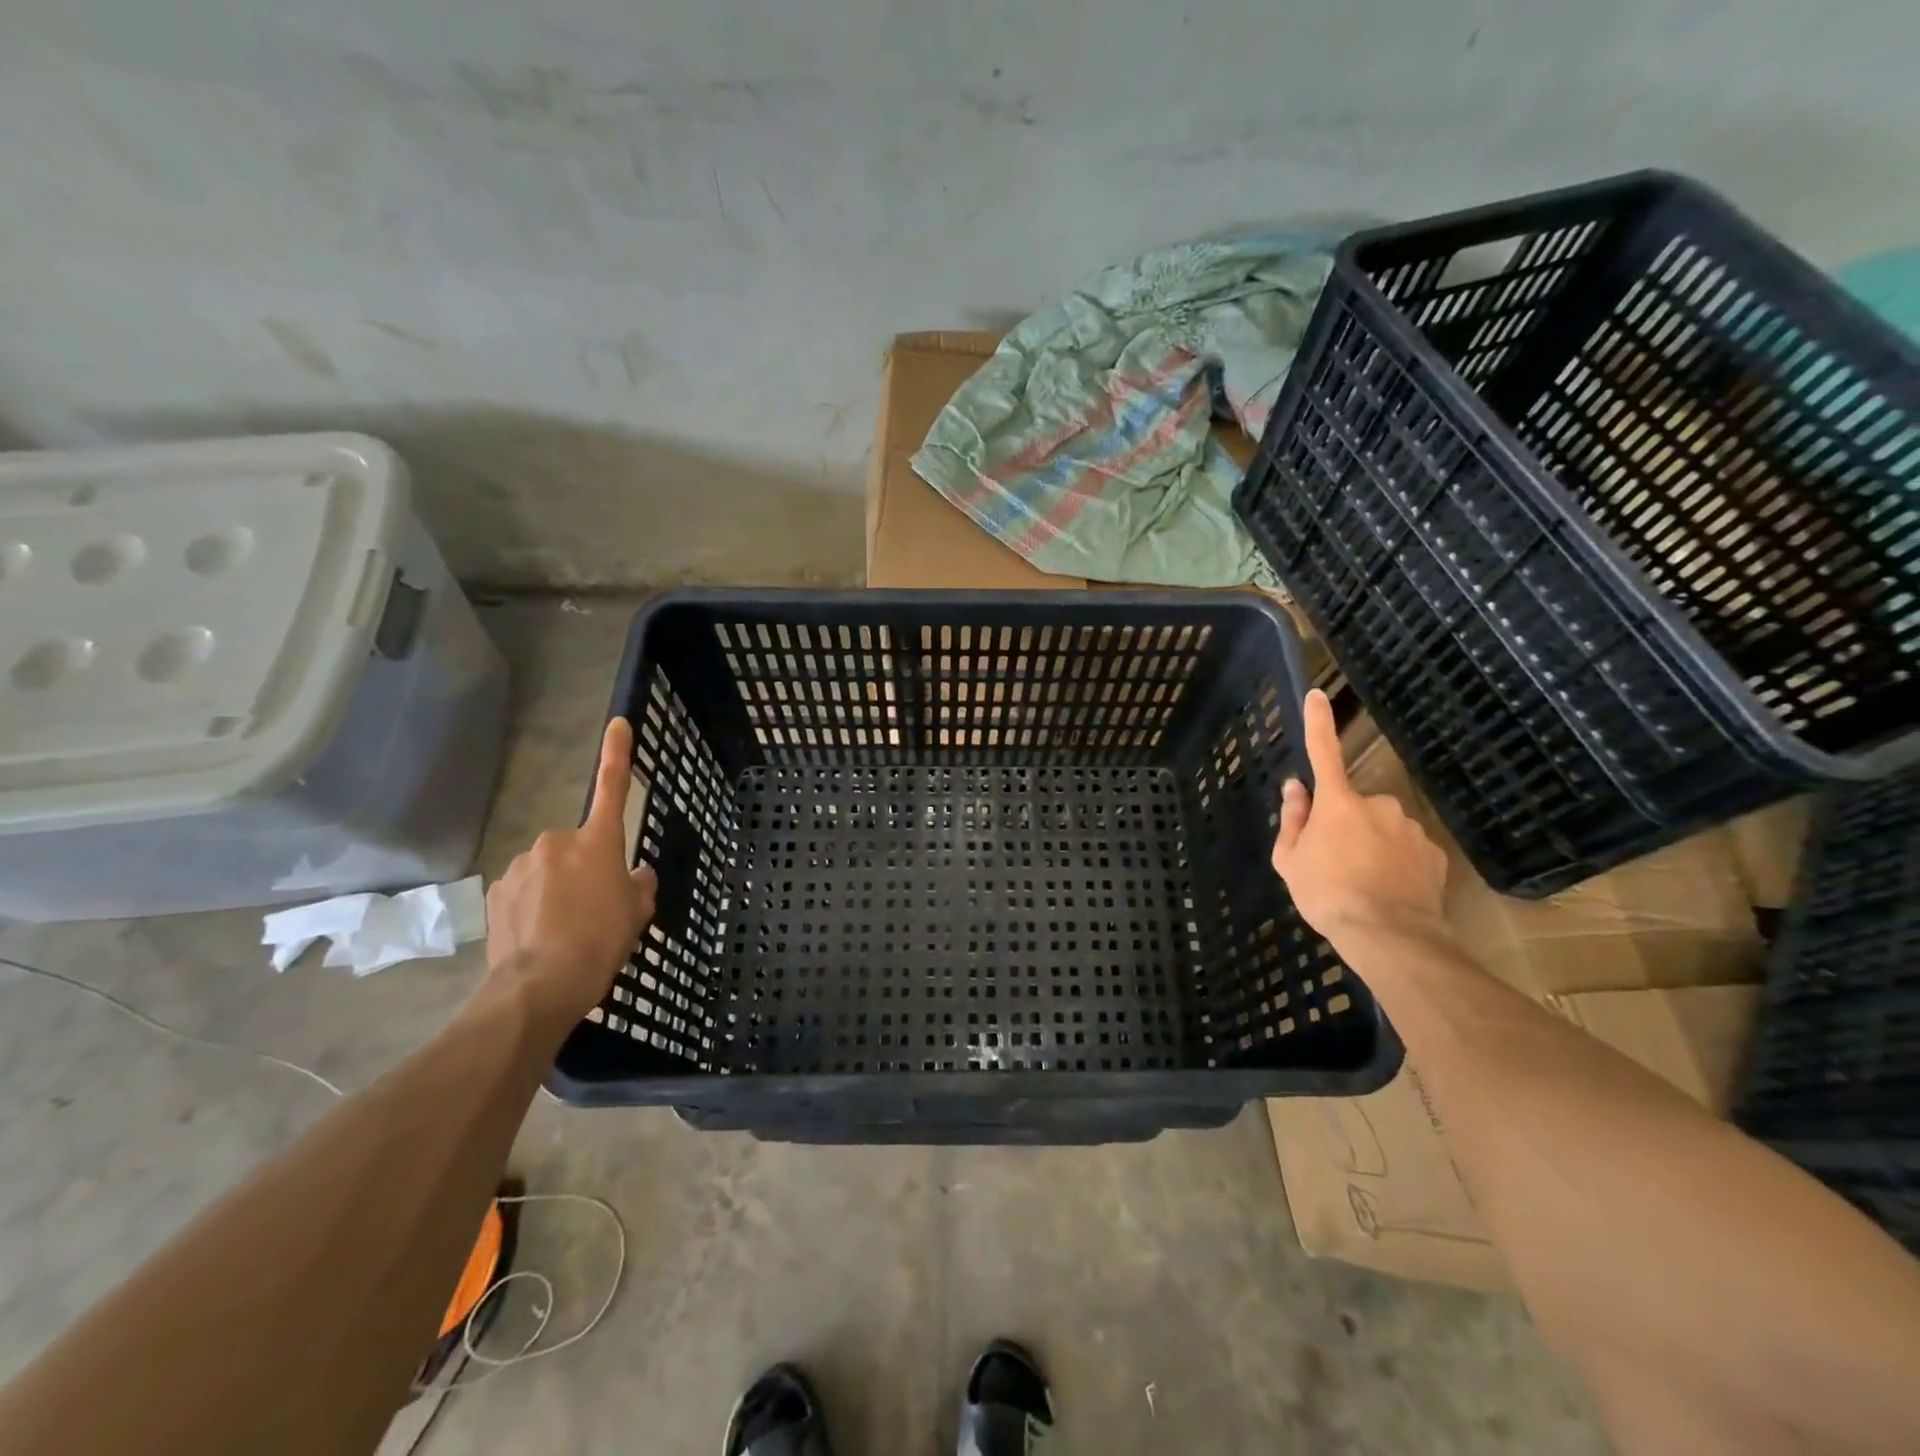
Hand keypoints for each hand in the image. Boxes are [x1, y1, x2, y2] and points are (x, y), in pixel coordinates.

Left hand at [484, 717, 657, 1025]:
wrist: (542, 983)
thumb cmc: (602, 940)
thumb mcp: (638, 912)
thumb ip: (639, 885)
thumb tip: (634, 874)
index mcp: (598, 842)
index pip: (612, 788)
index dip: (617, 754)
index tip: (618, 723)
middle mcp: (557, 842)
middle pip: (578, 847)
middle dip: (585, 867)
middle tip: (594, 907)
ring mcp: (522, 865)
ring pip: (548, 869)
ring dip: (557, 888)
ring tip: (564, 928)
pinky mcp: (497, 890)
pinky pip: (523, 889)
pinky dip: (532, 905)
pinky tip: (539, 934)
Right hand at [1271, 690, 1448, 940]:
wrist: (1388, 935)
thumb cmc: (1326, 893)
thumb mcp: (1290, 860)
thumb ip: (1293, 820)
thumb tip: (1296, 788)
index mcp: (1338, 803)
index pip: (1323, 753)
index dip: (1319, 723)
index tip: (1317, 695)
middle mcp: (1378, 804)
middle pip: (1353, 805)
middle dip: (1345, 824)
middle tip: (1333, 861)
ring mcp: (1410, 828)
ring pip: (1383, 828)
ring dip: (1372, 845)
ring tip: (1363, 883)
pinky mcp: (1434, 854)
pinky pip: (1408, 850)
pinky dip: (1397, 863)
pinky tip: (1389, 890)